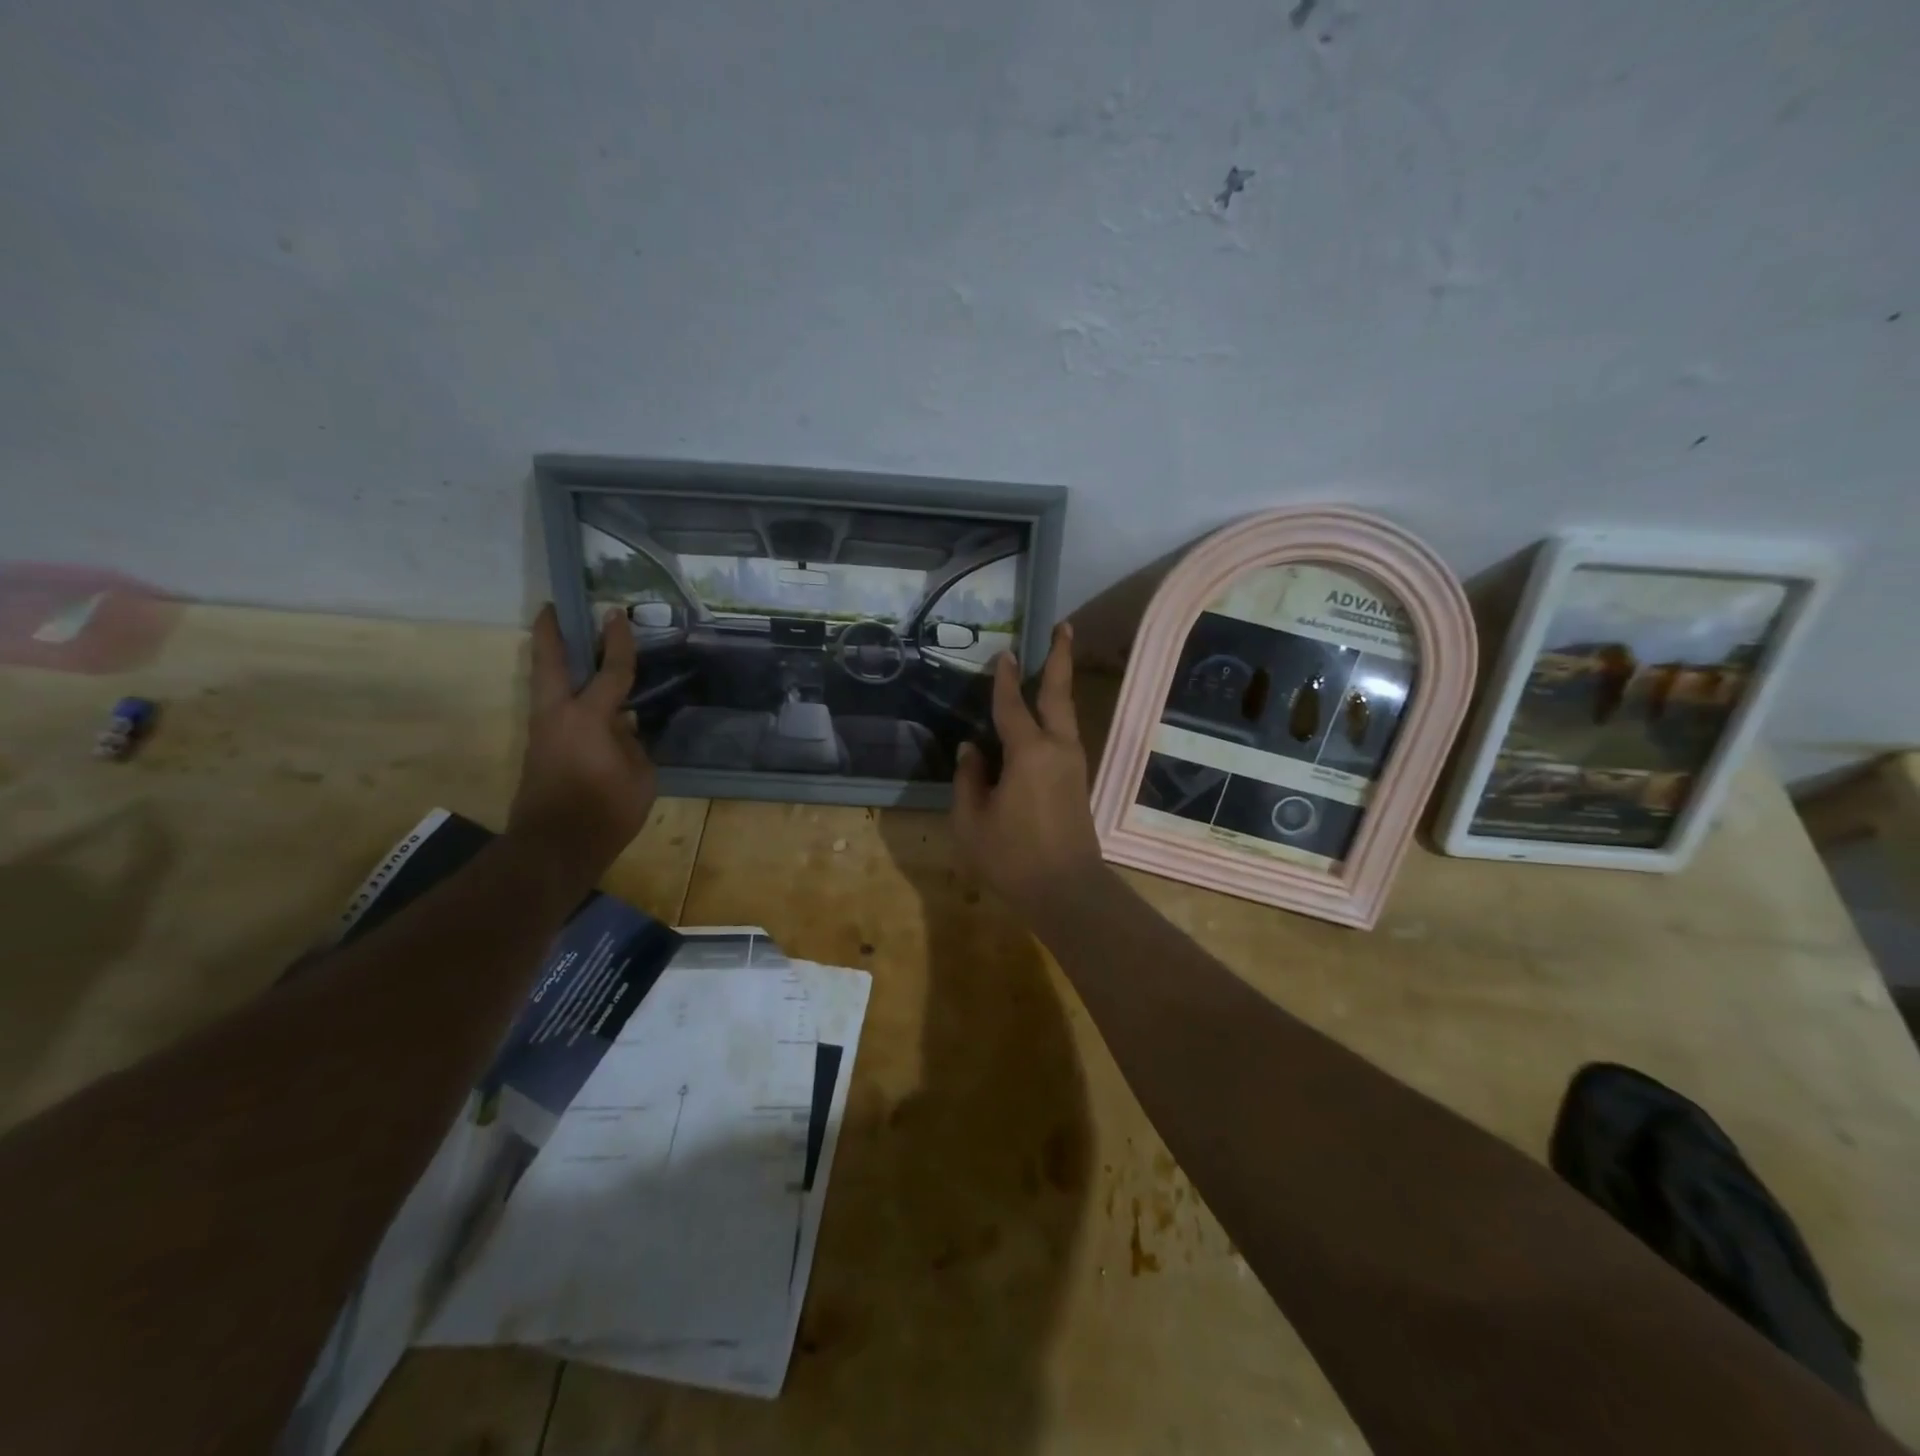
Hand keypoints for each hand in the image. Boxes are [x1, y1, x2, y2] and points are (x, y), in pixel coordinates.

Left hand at [507, 605, 656, 889]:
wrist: (555, 846)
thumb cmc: (606, 810)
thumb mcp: (639, 775)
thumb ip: (632, 744)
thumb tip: (623, 729)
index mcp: (588, 717)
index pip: (610, 671)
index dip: (618, 642)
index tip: (616, 613)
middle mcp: (558, 715)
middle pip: (549, 663)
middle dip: (551, 633)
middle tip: (552, 608)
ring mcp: (543, 732)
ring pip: (544, 684)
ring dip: (552, 660)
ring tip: (566, 644)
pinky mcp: (539, 749)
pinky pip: (553, 708)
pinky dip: (563, 690)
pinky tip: (583, 696)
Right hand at [952, 622, 1106, 916]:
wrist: (1067, 890)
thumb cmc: (1012, 857)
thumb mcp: (972, 820)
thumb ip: (968, 779)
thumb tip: (970, 750)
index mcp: (1028, 753)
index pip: (1012, 705)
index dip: (1005, 678)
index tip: (1004, 652)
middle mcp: (1057, 749)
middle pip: (1059, 694)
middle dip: (1061, 658)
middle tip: (1065, 627)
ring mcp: (1073, 764)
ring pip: (1067, 715)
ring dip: (1061, 686)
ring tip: (1054, 664)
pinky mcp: (1078, 781)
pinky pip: (1065, 736)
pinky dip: (1057, 716)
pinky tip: (1044, 720)